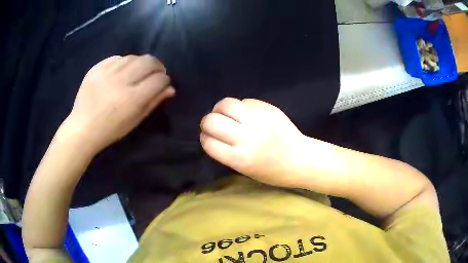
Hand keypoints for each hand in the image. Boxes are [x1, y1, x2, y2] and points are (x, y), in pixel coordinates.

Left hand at [66, 55, 174, 151]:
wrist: (82, 128)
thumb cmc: (111, 130)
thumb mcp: (135, 120)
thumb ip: (154, 102)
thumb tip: (171, 89)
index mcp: (132, 99)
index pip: (159, 80)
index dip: (165, 80)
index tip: (162, 84)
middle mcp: (121, 81)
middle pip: (149, 61)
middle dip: (157, 66)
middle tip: (155, 73)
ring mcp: (107, 72)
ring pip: (133, 57)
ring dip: (140, 63)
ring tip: (137, 73)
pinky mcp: (96, 68)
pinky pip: (117, 58)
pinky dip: (124, 63)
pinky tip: (121, 72)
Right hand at [200, 98, 304, 186]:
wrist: (300, 159)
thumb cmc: (272, 171)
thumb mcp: (244, 170)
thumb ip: (226, 151)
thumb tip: (213, 133)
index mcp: (239, 158)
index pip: (208, 142)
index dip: (205, 138)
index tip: (209, 137)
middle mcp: (247, 137)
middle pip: (211, 120)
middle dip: (207, 122)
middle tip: (214, 124)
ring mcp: (258, 119)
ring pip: (226, 104)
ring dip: (221, 109)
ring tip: (227, 114)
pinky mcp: (267, 108)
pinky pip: (244, 101)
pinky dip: (240, 107)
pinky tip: (246, 114)